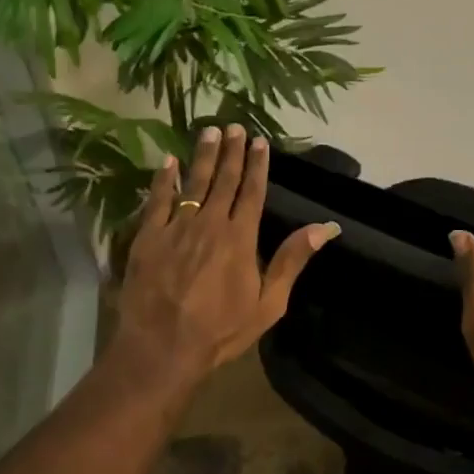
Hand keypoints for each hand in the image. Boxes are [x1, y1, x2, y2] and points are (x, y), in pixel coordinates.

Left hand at [112, 125, 338, 389]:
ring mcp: (176, 228)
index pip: (252, 192)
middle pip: (223, 181)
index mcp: (240, 238)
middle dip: (231, 152)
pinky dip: (163, 179)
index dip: (257, 166)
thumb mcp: (269, 303)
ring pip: (193, 183)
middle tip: (234, 127)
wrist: (164, 346)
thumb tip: (324, 228)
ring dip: (202, 156)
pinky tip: (168, 162)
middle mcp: (210, 224)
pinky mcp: (148, 237)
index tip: (259, 142)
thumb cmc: (222, 330)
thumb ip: (292, 261)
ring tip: (209, 132)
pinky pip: (157, 200)